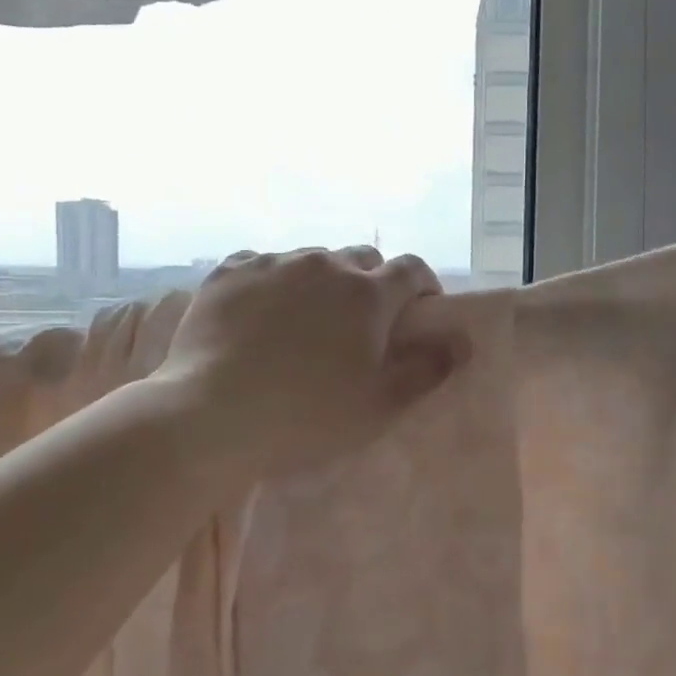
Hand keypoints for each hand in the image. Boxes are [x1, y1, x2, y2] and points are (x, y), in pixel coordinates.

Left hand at [161, 246, 469, 480]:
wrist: (212, 416)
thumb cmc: (308, 417)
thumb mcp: (380, 405)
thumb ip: (427, 368)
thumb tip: (462, 340)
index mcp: (368, 294)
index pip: (412, 269)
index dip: (423, 285)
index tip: (421, 308)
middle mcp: (325, 265)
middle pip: (362, 259)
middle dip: (372, 282)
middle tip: (363, 320)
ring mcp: (274, 264)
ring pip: (312, 260)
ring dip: (321, 281)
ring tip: (307, 318)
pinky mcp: (229, 272)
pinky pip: (263, 263)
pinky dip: (274, 281)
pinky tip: (262, 309)